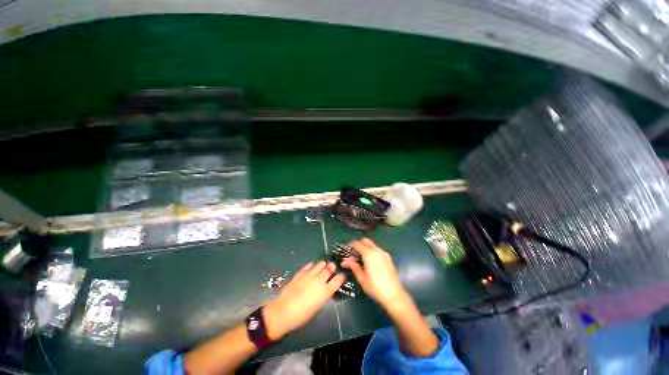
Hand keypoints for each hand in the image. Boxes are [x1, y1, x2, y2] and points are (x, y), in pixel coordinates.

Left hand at [263, 261, 344, 339]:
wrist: (284, 311)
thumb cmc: (302, 315)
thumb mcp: (318, 307)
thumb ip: (324, 295)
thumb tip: (326, 289)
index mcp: (325, 291)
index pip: (338, 279)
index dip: (341, 276)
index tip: (341, 276)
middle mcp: (319, 280)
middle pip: (330, 267)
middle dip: (332, 267)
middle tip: (332, 269)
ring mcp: (310, 274)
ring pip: (321, 263)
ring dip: (323, 265)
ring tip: (322, 268)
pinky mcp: (301, 272)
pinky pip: (310, 264)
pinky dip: (313, 265)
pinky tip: (312, 269)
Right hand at [341, 238, 407, 308]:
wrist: (395, 295)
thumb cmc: (375, 287)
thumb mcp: (362, 278)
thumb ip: (353, 266)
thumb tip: (344, 261)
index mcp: (369, 254)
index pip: (358, 244)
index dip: (351, 245)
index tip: (346, 249)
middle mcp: (377, 250)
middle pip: (366, 241)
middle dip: (358, 244)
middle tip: (353, 252)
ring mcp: (384, 253)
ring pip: (372, 245)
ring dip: (365, 247)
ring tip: (360, 258)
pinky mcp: (388, 258)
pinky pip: (378, 250)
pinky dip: (372, 251)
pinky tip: (370, 261)